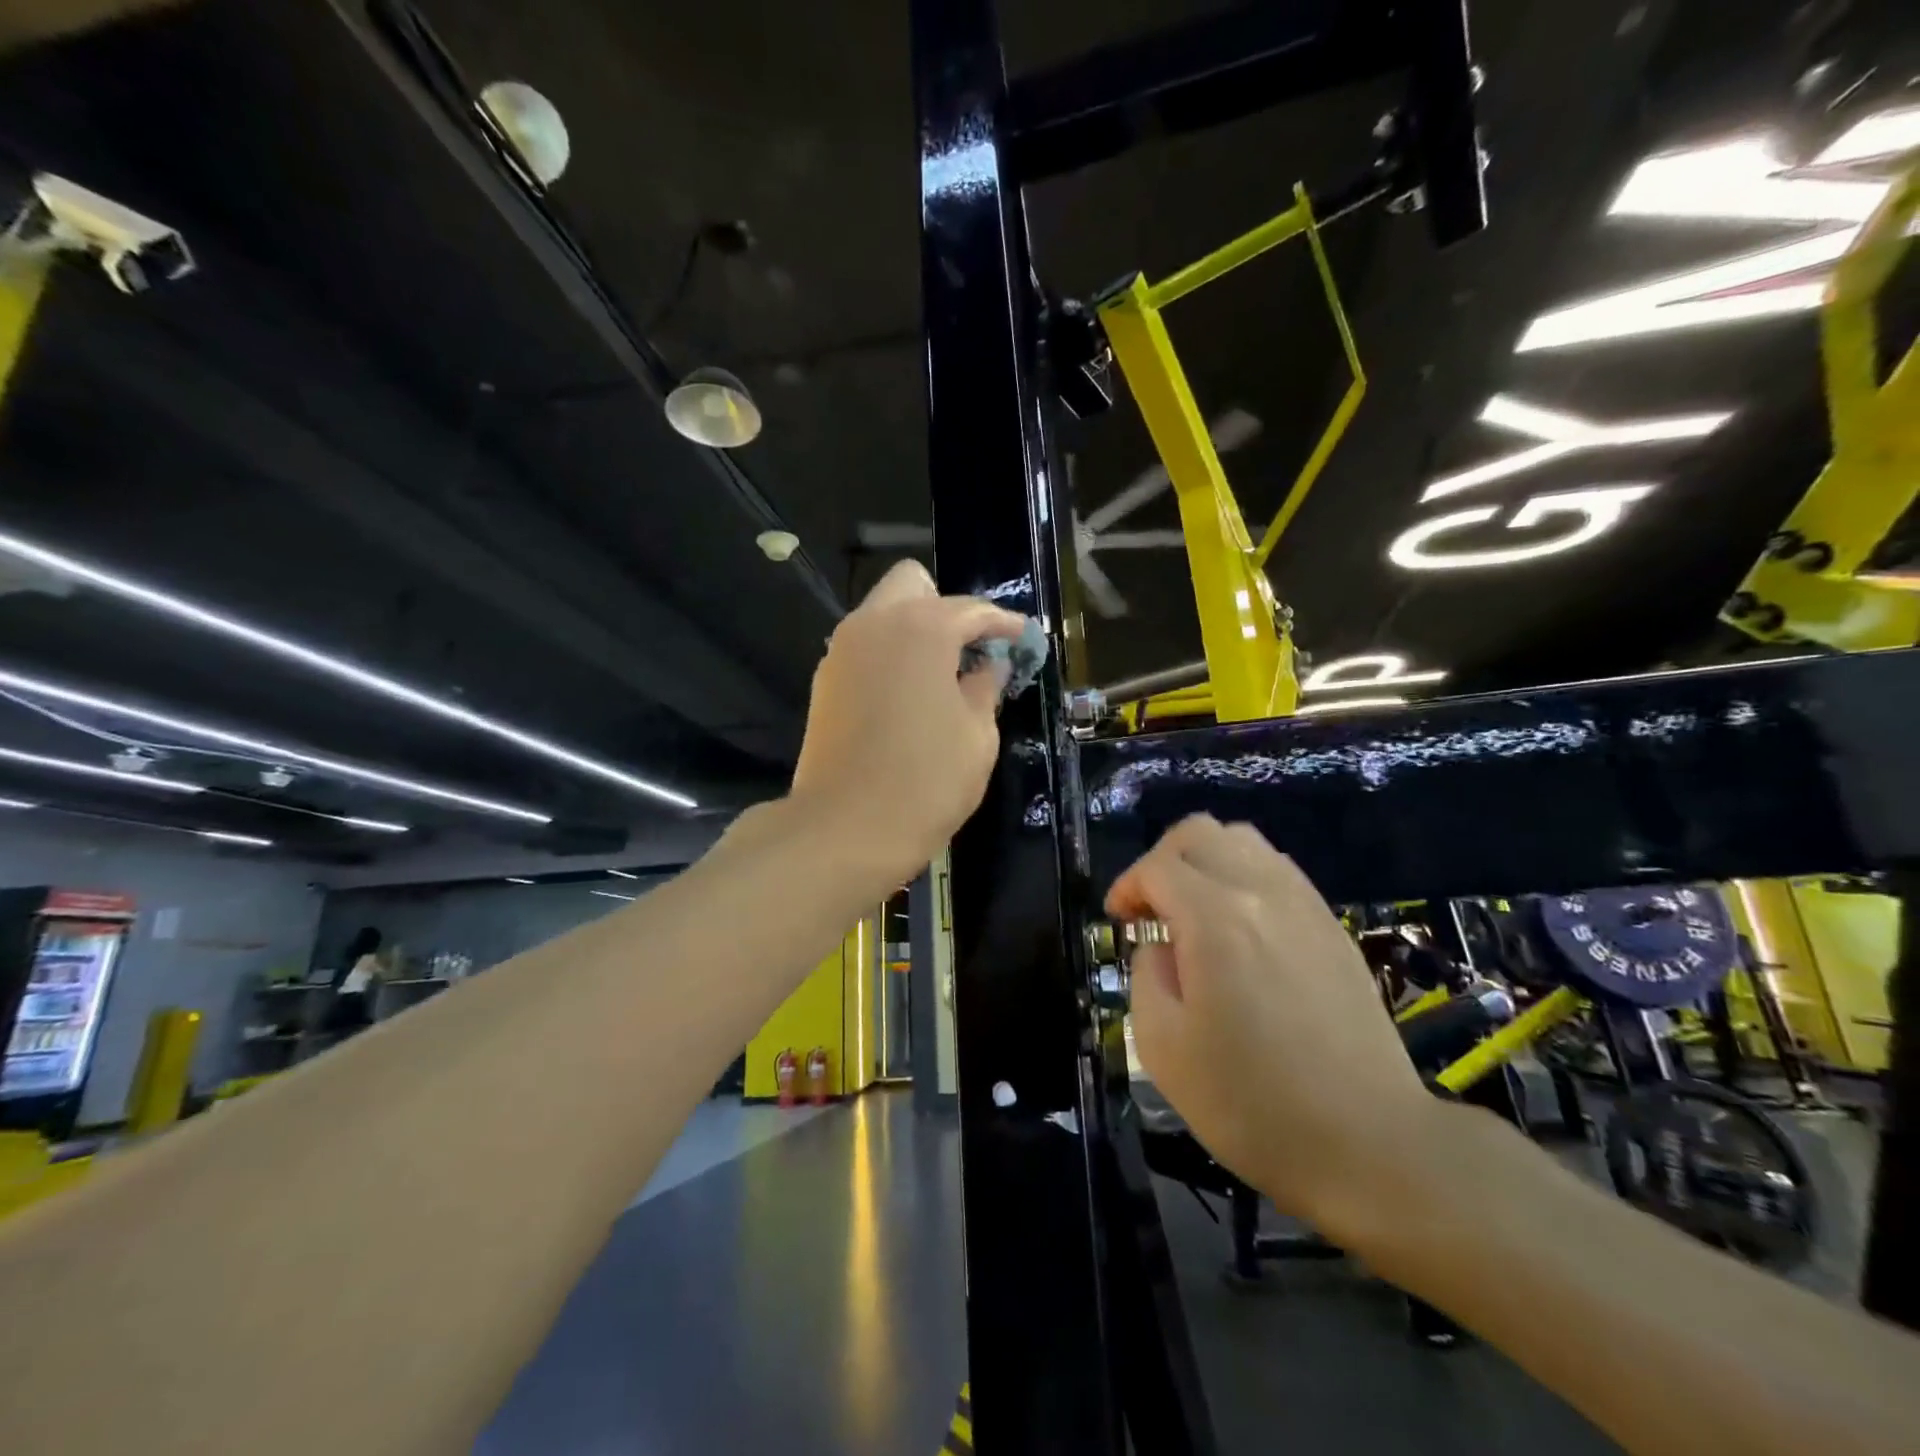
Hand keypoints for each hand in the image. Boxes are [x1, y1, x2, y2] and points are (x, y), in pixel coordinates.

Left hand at [789, 559, 1025, 884]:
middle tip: (972, 650)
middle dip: (947, 607)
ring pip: (883, 613)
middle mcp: (874, 624)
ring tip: (944, 674)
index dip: (1003, 624)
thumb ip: (987, 688)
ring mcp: (842, 650)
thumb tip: (990, 667)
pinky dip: (891, 653)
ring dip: (916, 629)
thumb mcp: (977, 736)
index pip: (972, 610)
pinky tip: (910, 693)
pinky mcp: (825, 681)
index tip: (1024, 639)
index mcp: (920, 628)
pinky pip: (865, 646)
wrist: (844, 830)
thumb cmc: (926, 782)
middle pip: (913, 585)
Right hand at [1107, 815, 1434, 1235]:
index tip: (1119, 922)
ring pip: (1243, 840)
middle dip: (1161, 861)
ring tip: (1194, 913)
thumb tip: (1161, 946)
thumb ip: (1147, 975)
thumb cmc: (1253, 1104)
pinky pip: (1277, 869)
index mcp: (1216, 919)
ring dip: (1204, 862)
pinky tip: (1240, 928)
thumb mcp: (1163, 1047)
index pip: (1157, 867)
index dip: (1127, 886)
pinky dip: (1243, 877)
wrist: (1371, 1143)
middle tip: (1152, 910)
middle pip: (1199, 832)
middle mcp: (1261, 892)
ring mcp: (1305, 904)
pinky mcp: (1332, 925)